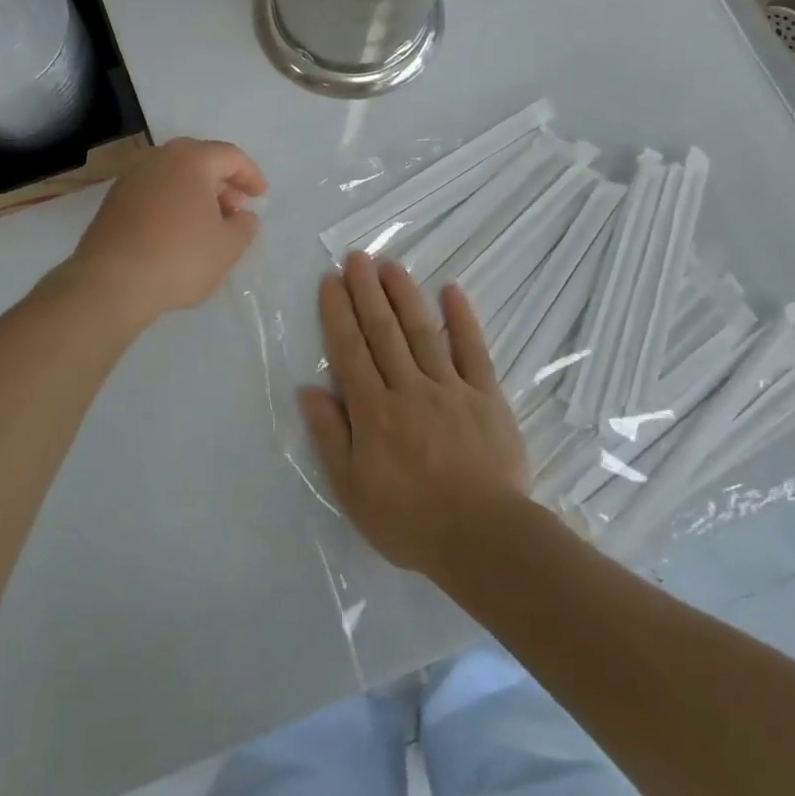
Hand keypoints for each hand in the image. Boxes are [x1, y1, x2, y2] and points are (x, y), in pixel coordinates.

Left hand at [64, 138, 266, 329]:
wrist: (111, 283)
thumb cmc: (179, 258)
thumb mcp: (228, 247)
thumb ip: (244, 226)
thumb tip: (243, 216)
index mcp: (190, 159)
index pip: (230, 156)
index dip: (250, 175)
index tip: (260, 196)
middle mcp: (158, 158)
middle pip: (199, 160)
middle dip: (221, 182)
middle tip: (235, 209)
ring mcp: (130, 178)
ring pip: (173, 176)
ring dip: (195, 193)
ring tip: (207, 224)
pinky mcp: (113, 200)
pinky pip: (153, 192)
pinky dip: (171, 203)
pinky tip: (177, 232)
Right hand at [300, 254, 528, 575]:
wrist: (484, 539)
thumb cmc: (410, 520)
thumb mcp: (353, 490)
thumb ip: (330, 436)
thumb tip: (308, 389)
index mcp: (374, 411)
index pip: (350, 351)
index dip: (338, 313)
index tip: (330, 281)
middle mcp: (408, 388)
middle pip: (383, 331)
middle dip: (367, 291)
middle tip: (357, 257)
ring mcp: (450, 388)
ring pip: (422, 332)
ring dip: (405, 295)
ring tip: (391, 265)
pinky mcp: (486, 396)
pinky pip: (473, 350)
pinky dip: (462, 319)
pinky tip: (452, 291)